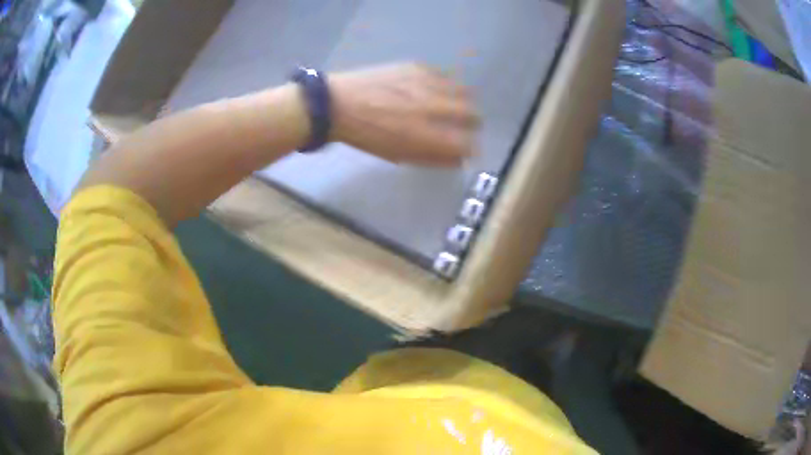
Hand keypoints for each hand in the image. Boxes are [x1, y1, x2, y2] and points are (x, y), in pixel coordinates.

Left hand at [329, 63, 479, 165]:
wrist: (338, 104)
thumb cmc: (367, 135)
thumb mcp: (399, 154)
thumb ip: (432, 158)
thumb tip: (458, 159)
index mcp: (426, 136)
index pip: (467, 144)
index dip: (472, 149)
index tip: (469, 149)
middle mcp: (433, 108)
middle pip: (473, 115)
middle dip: (473, 123)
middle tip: (465, 125)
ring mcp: (427, 84)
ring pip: (463, 91)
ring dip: (464, 101)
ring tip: (455, 105)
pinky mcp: (417, 67)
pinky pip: (444, 75)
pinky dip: (447, 84)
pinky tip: (437, 88)